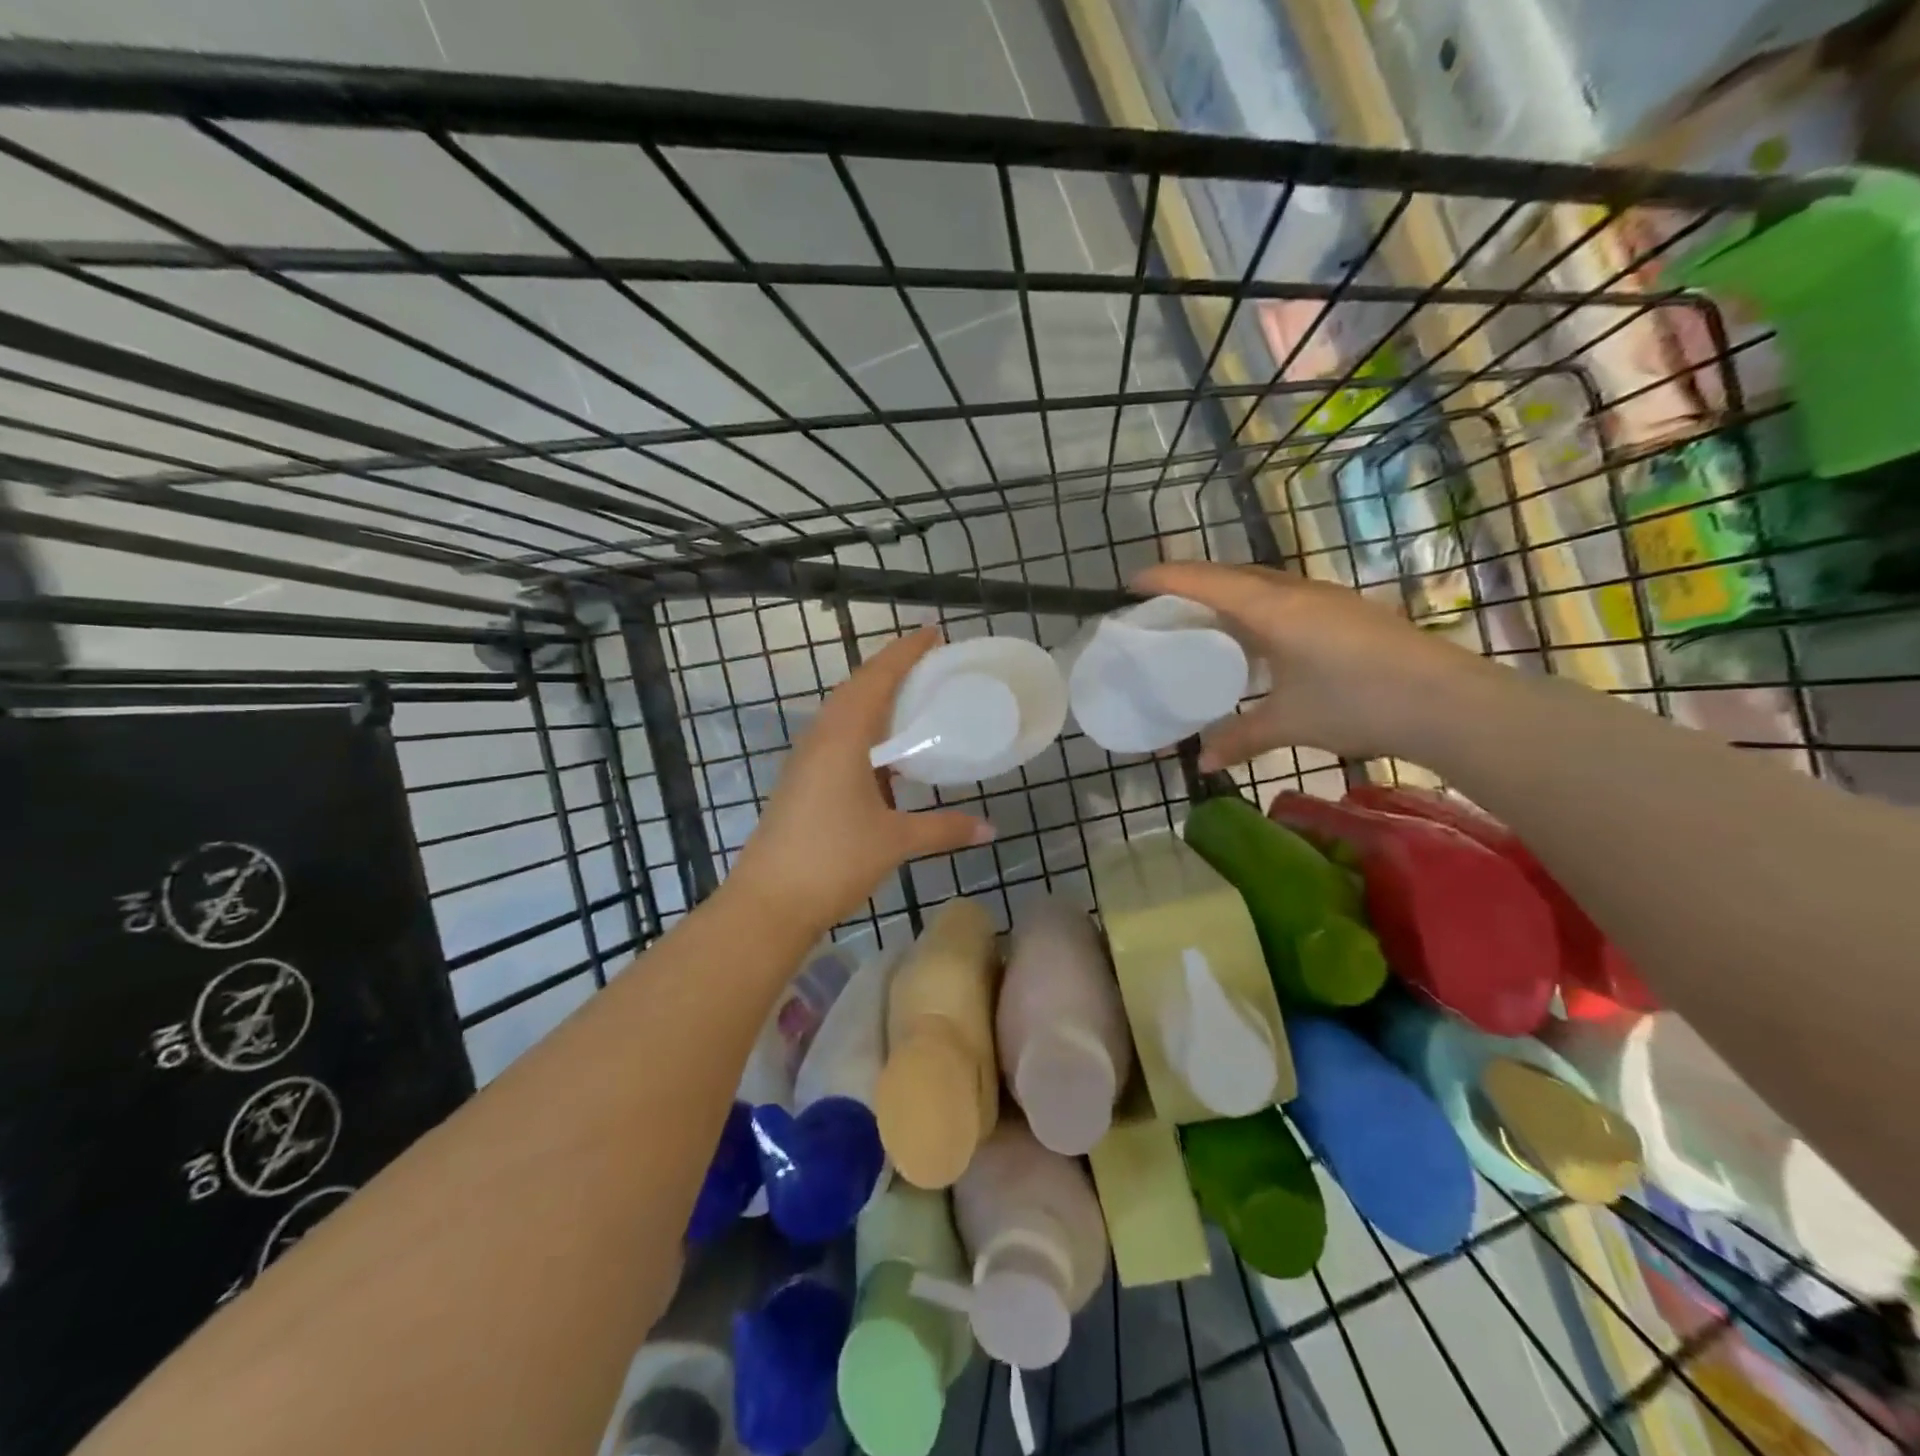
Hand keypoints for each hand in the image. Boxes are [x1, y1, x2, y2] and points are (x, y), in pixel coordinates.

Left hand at [727, 627, 994, 938]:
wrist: (769, 902)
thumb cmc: (833, 860)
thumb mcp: (895, 840)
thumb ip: (943, 828)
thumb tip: (989, 829)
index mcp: (842, 738)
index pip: (876, 678)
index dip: (905, 652)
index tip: (933, 633)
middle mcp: (820, 739)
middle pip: (857, 689)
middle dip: (892, 671)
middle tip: (930, 666)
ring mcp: (806, 761)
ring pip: (844, 715)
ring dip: (876, 702)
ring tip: (913, 702)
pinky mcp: (801, 783)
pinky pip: (837, 741)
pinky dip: (866, 734)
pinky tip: (888, 757)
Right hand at [1132, 561, 1494, 767]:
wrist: (1448, 703)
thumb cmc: (1357, 703)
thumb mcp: (1289, 724)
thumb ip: (1240, 738)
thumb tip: (1202, 761)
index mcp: (1273, 609)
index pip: (1207, 582)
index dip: (1166, 579)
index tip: (1130, 583)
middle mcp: (1297, 593)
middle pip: (1233, 574)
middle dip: (1193, 583)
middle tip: (1163, 604)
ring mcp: (1327, 600)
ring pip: (1263, 585)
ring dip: (1228, 595)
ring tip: (1205, 621)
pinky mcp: (1348, 613)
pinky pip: (1286, 599)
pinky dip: (1257, 610)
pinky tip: (1259, 641)